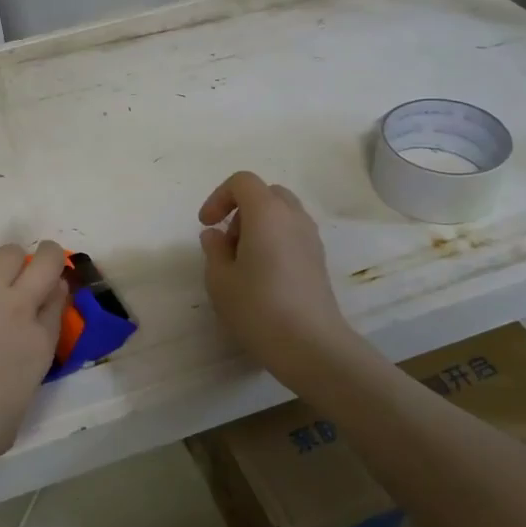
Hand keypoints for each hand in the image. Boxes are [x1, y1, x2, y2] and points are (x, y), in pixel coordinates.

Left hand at [0, 177, 67, 466]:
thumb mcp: (10, 423)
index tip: (47, 296)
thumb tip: (8, 386)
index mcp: (38, 345)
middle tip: (37, 266)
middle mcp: (19, 308)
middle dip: (45, 261)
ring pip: (9, 253)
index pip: (56, 305)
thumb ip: (16, 393)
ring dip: (8, 258)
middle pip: (44, 266)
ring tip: (0, 264)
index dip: (53, 295)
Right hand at [198, 172, 352, 386]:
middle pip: (266, 193)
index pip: (242, 182)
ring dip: (259, 225)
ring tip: (243, 261)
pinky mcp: (319, 259)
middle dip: (241, 209)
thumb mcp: (220, 280)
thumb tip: (215, 235)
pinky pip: (293, 234)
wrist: (310, 345)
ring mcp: (311, 238)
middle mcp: (293, 217)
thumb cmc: (258, 307)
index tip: (206, 225)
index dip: (219, 197)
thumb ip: (214, 249)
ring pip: (282, 213)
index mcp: (266, 213)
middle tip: (227, 241)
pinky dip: (275, 240)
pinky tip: (263, 275)